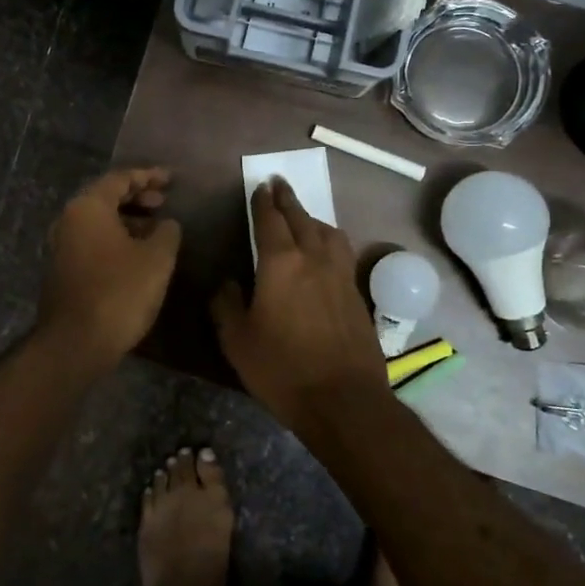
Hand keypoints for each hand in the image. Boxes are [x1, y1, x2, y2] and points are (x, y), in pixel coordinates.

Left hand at [38, 168, 181, 366]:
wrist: (76, 342)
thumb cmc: (120, 291)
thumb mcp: (157, 258)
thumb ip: (167, 232)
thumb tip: (167, 223)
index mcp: (88, 207)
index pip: (120, 178)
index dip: (149, 176)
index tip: (172, 179)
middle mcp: (68, 219)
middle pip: (105, 197)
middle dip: (137, 197)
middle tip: (164, 202)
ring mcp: (60, 246)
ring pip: (98, 221)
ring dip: (127, 219)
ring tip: (155, 229)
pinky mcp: (61, 269)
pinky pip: (91, 241)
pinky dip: (114, 238)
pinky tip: (136, 254)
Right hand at [211, 178, 389, 440]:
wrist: (344, 400)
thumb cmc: (282, 369)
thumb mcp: (237, 341)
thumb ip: (227, 306)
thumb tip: (228, 284)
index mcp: (281, 264)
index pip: (270, 221)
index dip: (264, 202)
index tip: (261, 185)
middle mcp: (314, 259)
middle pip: (302, 219)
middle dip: (288, 199)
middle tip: (280, 184)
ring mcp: (341, 276)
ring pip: (329, 233)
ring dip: (313, 219)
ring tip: (305, 217)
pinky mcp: (357, 295)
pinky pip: (343, 254)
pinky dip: (330, 242)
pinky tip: (327, 254)